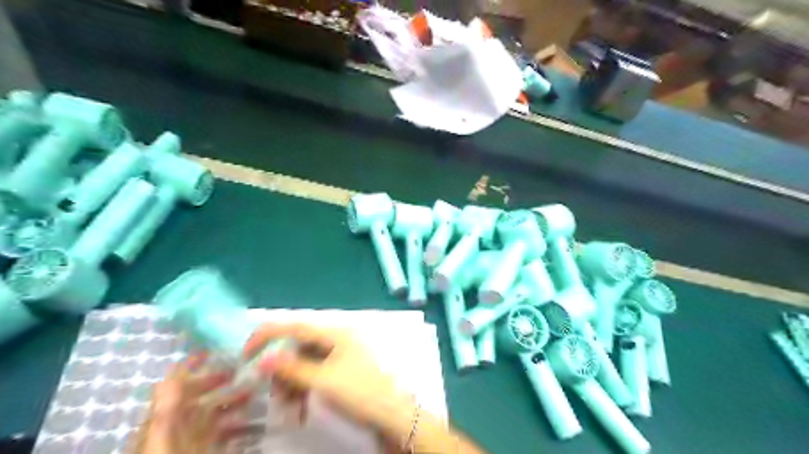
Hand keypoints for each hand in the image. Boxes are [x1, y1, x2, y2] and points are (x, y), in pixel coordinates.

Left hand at [133, 356, 251, 451]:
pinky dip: (239, 427)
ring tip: (255, 397)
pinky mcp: (205, 451)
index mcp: (163, 421)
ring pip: (213, 413)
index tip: (212, 351)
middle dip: (218, 381)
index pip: (173, 386)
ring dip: (234, 401)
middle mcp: (177, 427)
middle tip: (242, 373)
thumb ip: (165, 414)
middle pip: (197, 396)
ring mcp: (192, 441)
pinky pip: (223, 434)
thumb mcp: (163, 444)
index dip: (189, 366)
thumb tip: (169, 380)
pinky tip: (254, 426)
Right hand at [245, 323, 415, 445]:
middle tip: (274, 393)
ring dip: (291, 382)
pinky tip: (299, 407)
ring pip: (305, 362)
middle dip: (282, 369)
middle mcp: (338, 338)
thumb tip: (263, 360)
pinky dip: (304, 387)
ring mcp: (341, 354)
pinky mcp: (343, 370)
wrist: (392, 415)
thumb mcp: (323, 380)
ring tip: (288, 406)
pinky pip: (315, 373)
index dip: (267, 336)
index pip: (295, 326)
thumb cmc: (359, 392)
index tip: (246, 355)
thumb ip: (292, 368)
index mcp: (336, 332)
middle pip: (299, 347)